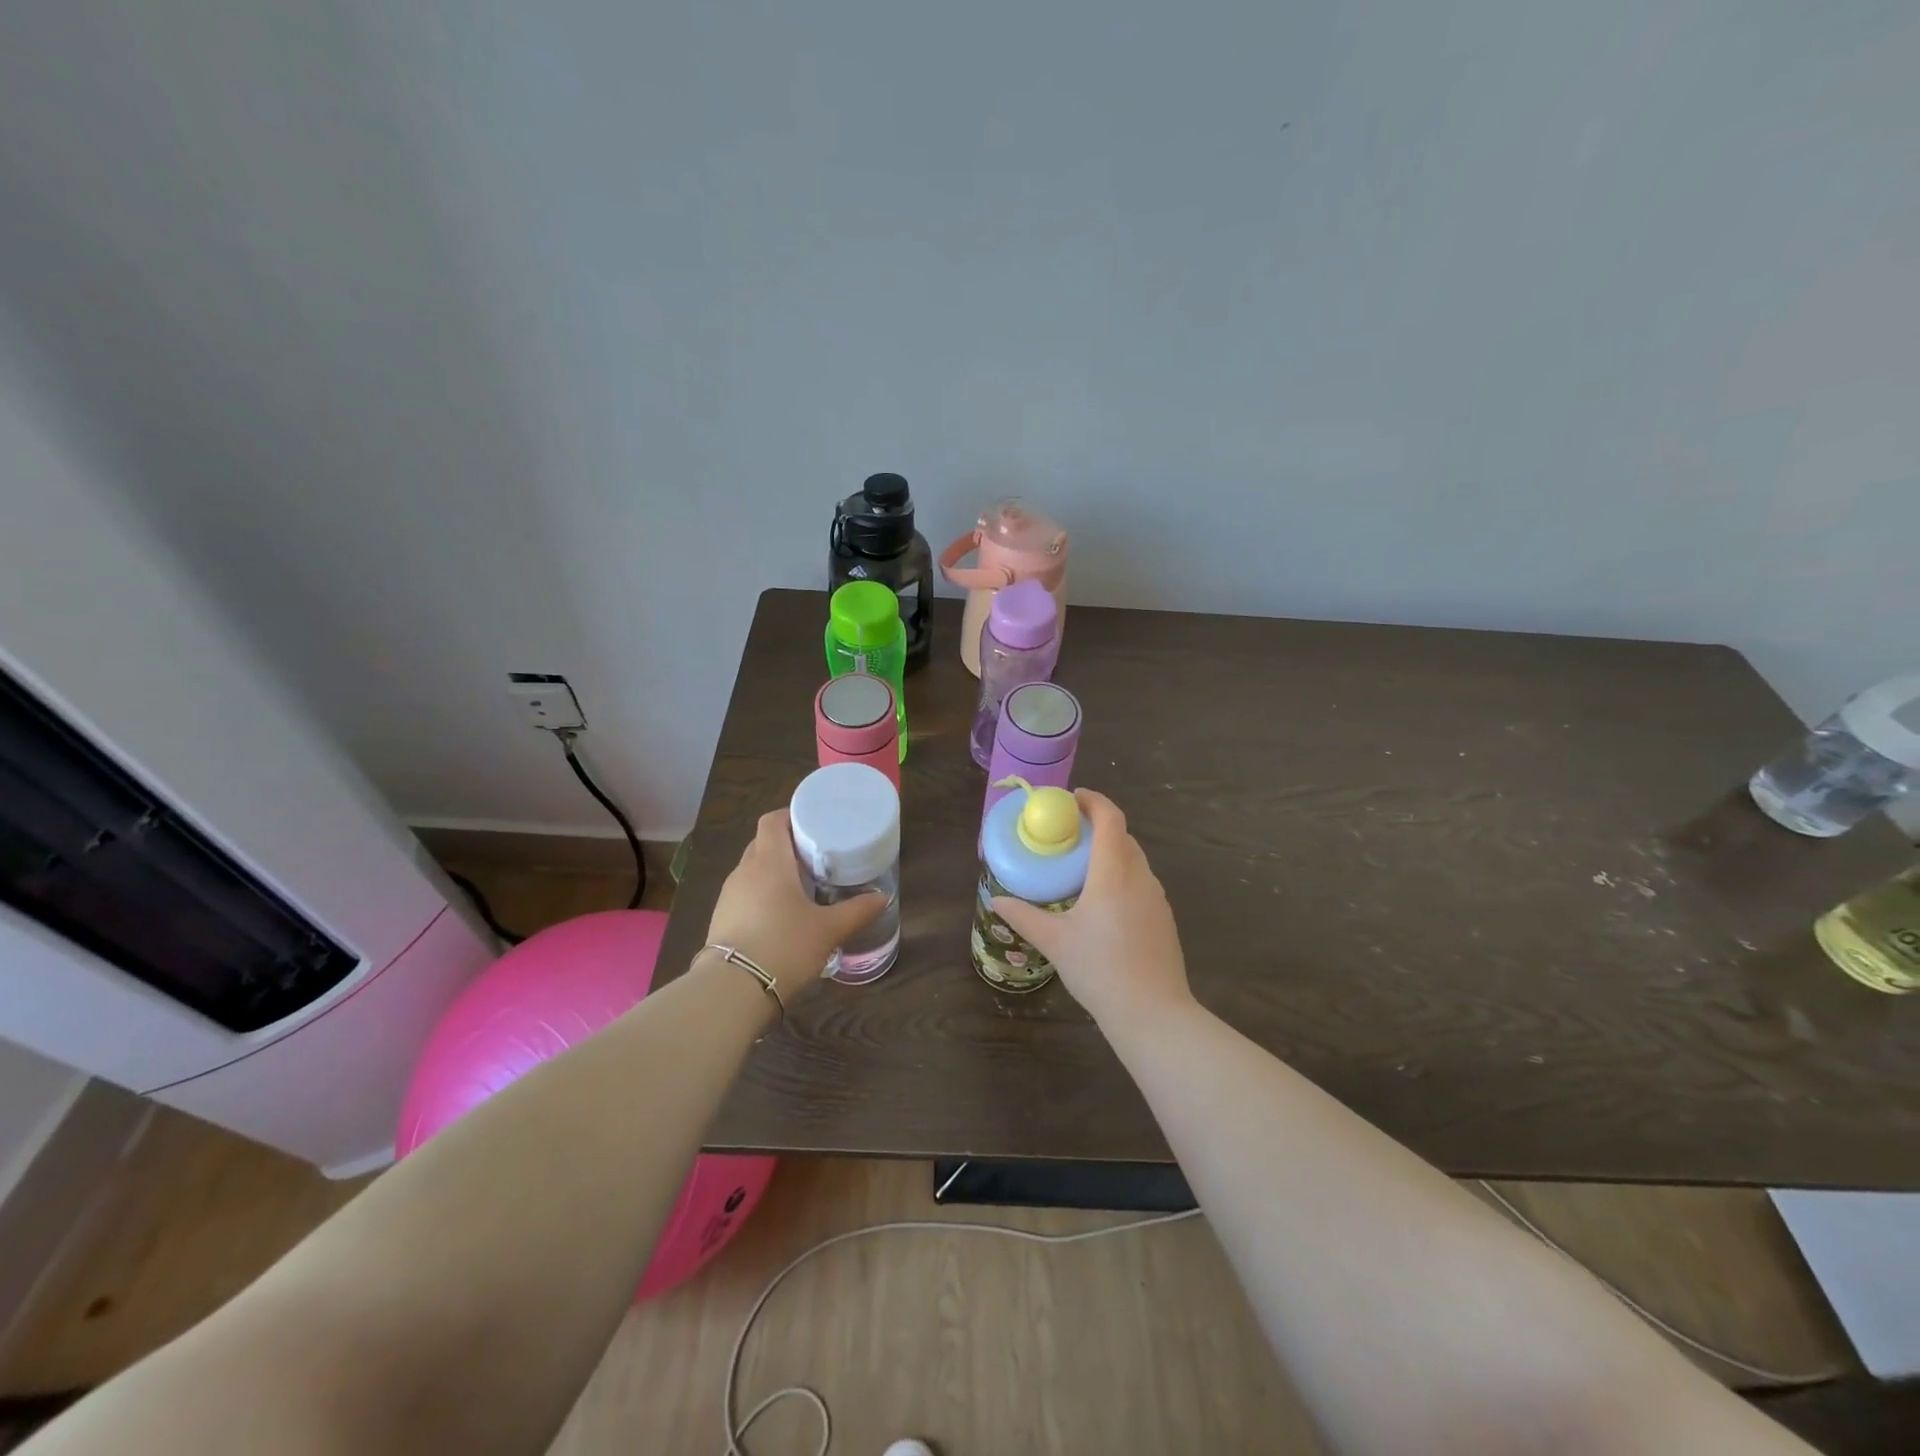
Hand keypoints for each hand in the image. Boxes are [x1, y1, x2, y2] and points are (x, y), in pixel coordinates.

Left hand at [704, 809, 886, 1003]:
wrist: (733, 990)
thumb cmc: (785, 946)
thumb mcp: (829, 930)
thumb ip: (857, 911)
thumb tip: (883, 898)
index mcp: (770, 862)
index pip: (773, 821)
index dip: (791, 815)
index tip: (813, 824)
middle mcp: (745, 871)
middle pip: (763, 843)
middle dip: (787, 845)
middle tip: (816, 856)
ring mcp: (729, 895)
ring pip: (752, 869)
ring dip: (774, 871)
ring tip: (801, 885)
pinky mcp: (721, 918)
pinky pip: (745, 893)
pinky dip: (762, 894)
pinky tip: (780, 915)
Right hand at [992, 789, 1193, 1034]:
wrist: (1153, 1013)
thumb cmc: (1100, 969)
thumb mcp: (1055, 942)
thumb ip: (1025, 916)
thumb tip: (997, 900)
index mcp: (1113, 873)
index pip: (1111, 819)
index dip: (1094, 801)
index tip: (1073, 798)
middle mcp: (1140, 877)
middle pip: (1123, 837)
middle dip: (1098, 827)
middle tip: (1069, 835)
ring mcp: (1157, 898)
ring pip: (1134, 861)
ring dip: (1111, 853)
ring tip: (1082, 868)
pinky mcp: (1163, 919)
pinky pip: (1141, 883)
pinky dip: (1122, 877)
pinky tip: (1103, 904)